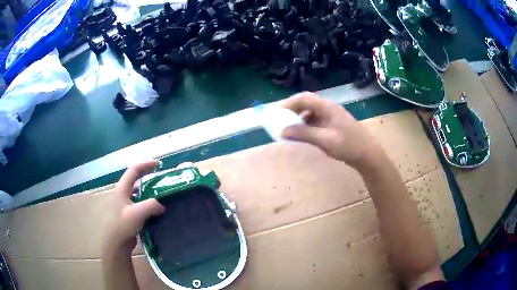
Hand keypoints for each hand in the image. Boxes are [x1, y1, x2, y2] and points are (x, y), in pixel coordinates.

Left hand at [103, 160, 164, 254]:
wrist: (117, 243)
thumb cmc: (123, 226)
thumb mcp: (137, 213)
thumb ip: (151, 205)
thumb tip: (161, 206)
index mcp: (122, 189)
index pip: (134, 170)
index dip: (146, 164)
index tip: (159, 164)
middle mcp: (123, 193)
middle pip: (134, 177)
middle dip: (146, 172)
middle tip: (159, 173)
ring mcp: (125, 203)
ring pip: (137, 189)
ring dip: (147, 186)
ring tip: (158, 189)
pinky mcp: (128, 212)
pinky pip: (139, 200)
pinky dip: (147, 198)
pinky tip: (154, 206)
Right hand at [281, 92, 381, 168]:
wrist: (368, 154)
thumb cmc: (349, 145)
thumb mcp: (325, 139)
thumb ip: (303, 133)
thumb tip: (282, 131)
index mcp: (327, 107)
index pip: (303, 98)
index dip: (288, 103)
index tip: (276, 113)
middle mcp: (327, 108)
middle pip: (305, 103)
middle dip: (291, 110)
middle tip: (279, 120)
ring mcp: (330, 116)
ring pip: (309, 112)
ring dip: (297, 119)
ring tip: (287, 128)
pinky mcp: (331, 125)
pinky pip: (314, 121)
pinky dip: (305, 126)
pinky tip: (301, 135)